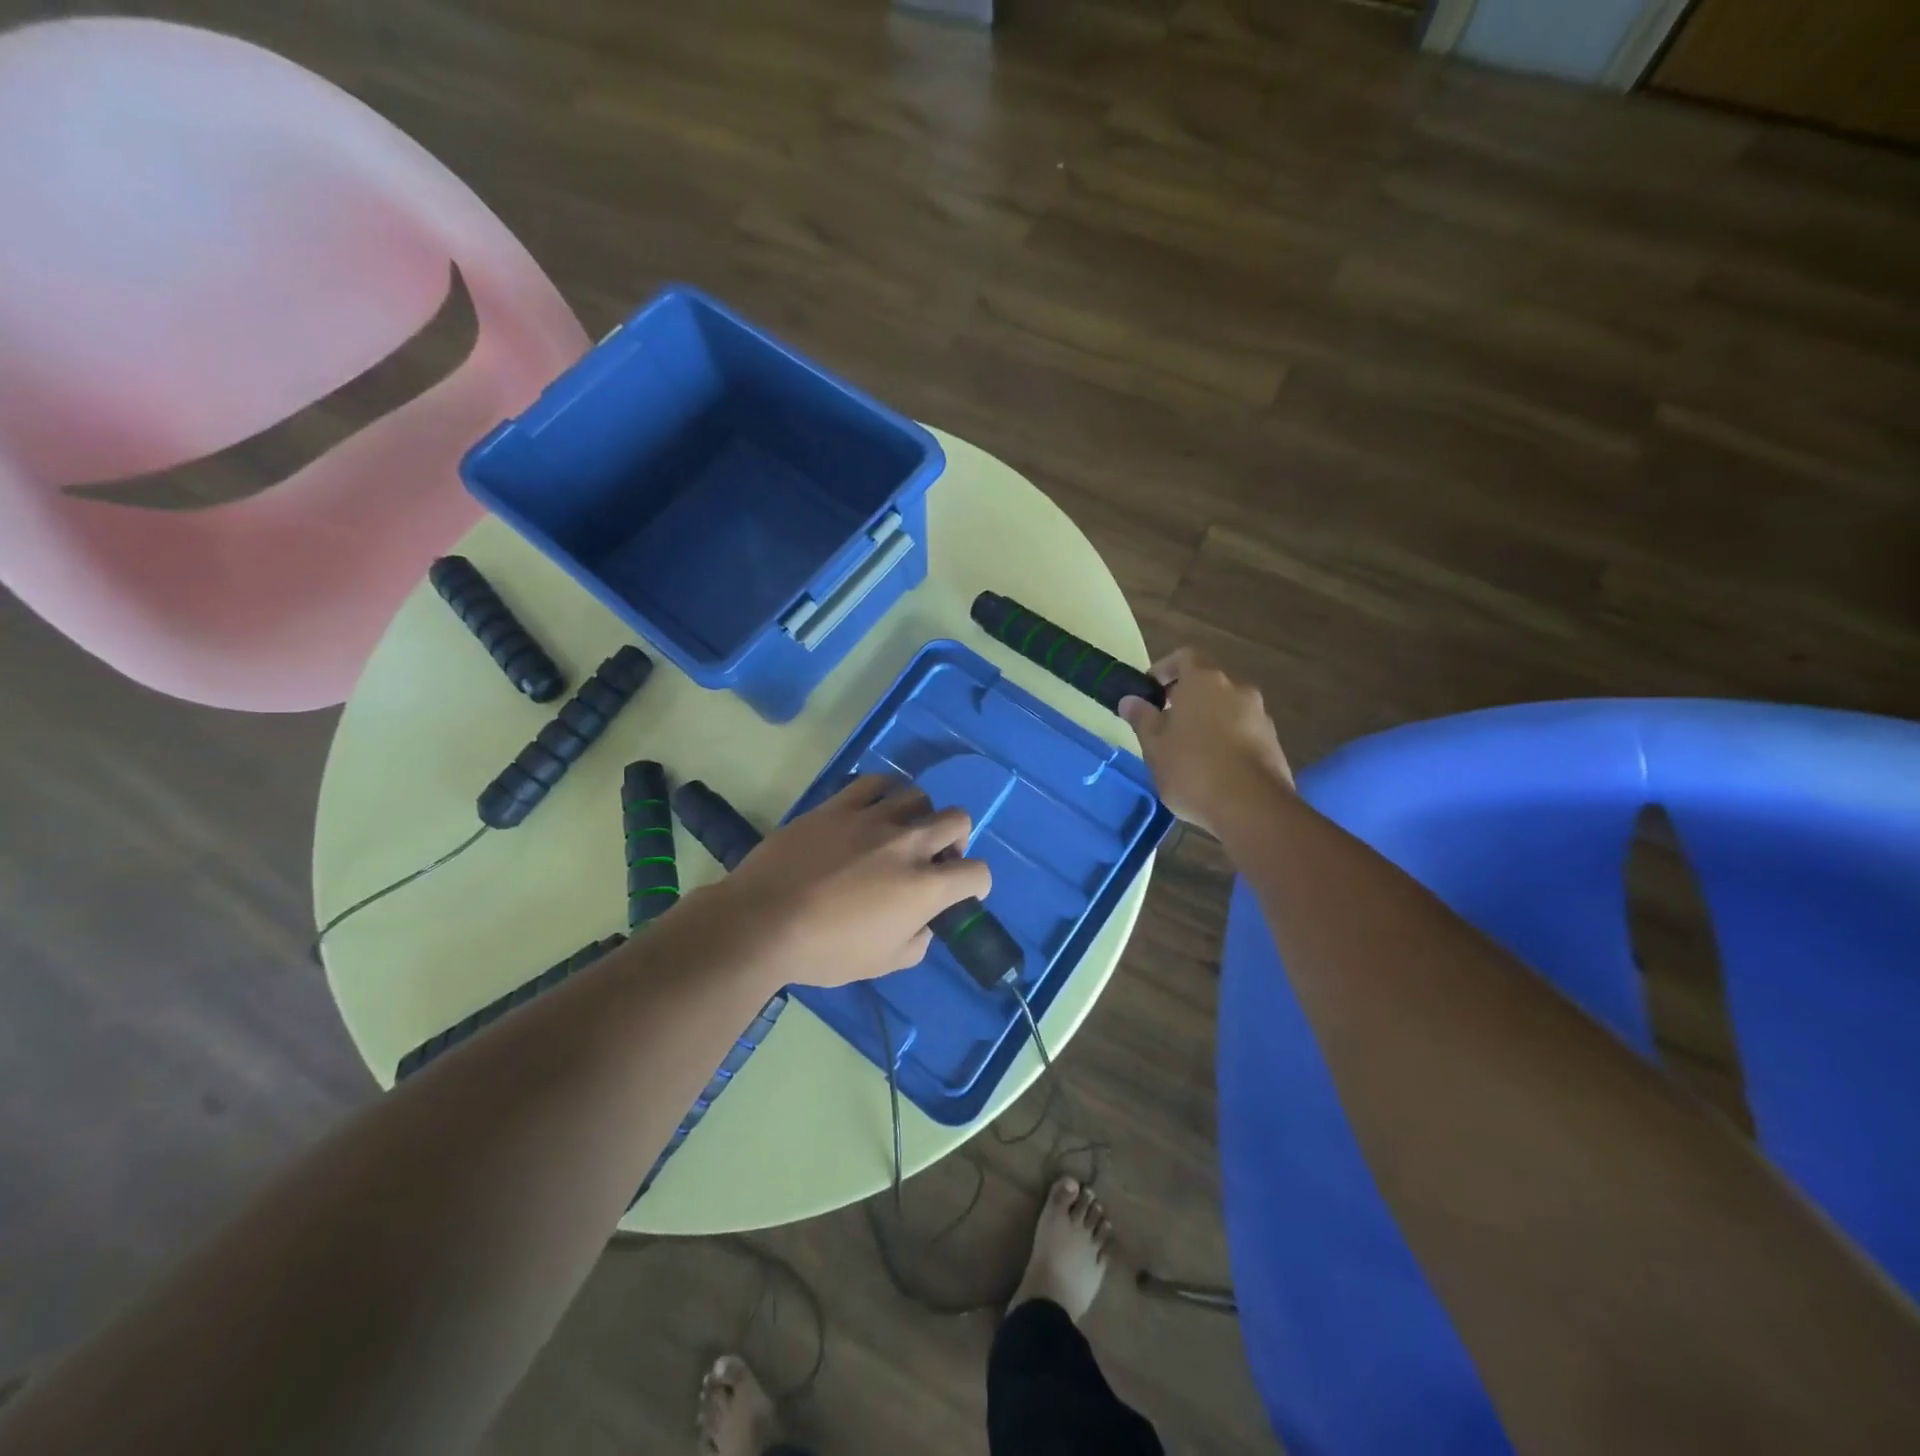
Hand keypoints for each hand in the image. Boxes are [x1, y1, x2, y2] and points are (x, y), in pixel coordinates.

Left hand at [710, 774, 991, 988]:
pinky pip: (876, 783)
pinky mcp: (840, 805)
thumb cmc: (825, 951)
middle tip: (936, 858)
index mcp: (925, 886)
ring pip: (919, 796)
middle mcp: (908, 844)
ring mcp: (873, 818)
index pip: (977, 873)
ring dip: (921, 815)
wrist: (763, 922)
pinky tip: (877, 808)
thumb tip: (923, 924)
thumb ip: (917, 942)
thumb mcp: (883, 963)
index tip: (964, 891)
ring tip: (903, 832)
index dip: (977, 884)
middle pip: (958, 820)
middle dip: (957, 840)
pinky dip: (886, 793)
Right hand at [1118, 648, 1293, 836]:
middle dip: (1186, 699)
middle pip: (1208, 684)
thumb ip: (1142, 718)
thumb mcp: (1154, 746)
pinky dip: (1227, 740)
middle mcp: (1237, 689)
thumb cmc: (1192, 768)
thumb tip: (1130, 700)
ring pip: (1227, 709)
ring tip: (1189, 751)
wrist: (1251, 806)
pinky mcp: (1273, 742)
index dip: (1165, 669)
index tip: (1151, 689)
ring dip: (1208, 721)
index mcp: (1204, 681)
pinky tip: (1214, 769)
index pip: (1185, 657)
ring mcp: (1260, 715)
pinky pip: (1244, 731)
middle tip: (1166, 725)